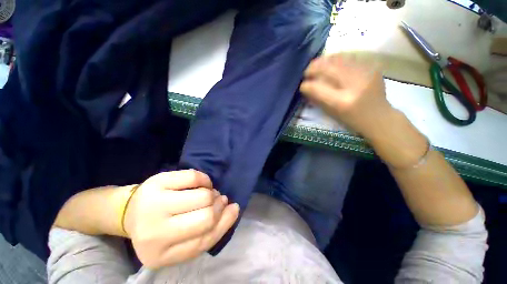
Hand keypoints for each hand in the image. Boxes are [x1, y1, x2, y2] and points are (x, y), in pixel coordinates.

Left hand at [123, 170, 239, 268]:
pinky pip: (194, 177)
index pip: (205, 239)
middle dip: (219, 205)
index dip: (224, 221)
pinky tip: (203, 184)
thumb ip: (208, 232)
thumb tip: (233, 209)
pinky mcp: (158, 182)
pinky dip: (205, 179)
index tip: (232, 209)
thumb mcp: (182, 242)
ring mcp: (154, 204)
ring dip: (213, 193)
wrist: (130, 211)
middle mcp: (154, 233)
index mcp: (160, 255)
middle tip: (220, 200)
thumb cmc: (160, 228)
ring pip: (203, 195)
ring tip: (210, 193)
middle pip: (206, 216)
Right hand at [300, 54, 393, 140]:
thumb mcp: (331, 113)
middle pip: (329, 68)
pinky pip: (349, 57)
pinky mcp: (372, 66)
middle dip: (313, 68)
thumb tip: (306, 86)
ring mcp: (366, 73)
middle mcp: (354, 85)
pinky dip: (337, 59)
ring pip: (339, 59)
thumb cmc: (351, 120)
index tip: (302, 85)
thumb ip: (318, 98)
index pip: (317, 88)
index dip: (306, 85)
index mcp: (342, 102)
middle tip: (307, 71)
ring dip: (324, 61)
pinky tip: (331, 63)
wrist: (379, 117)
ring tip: (316, 64)